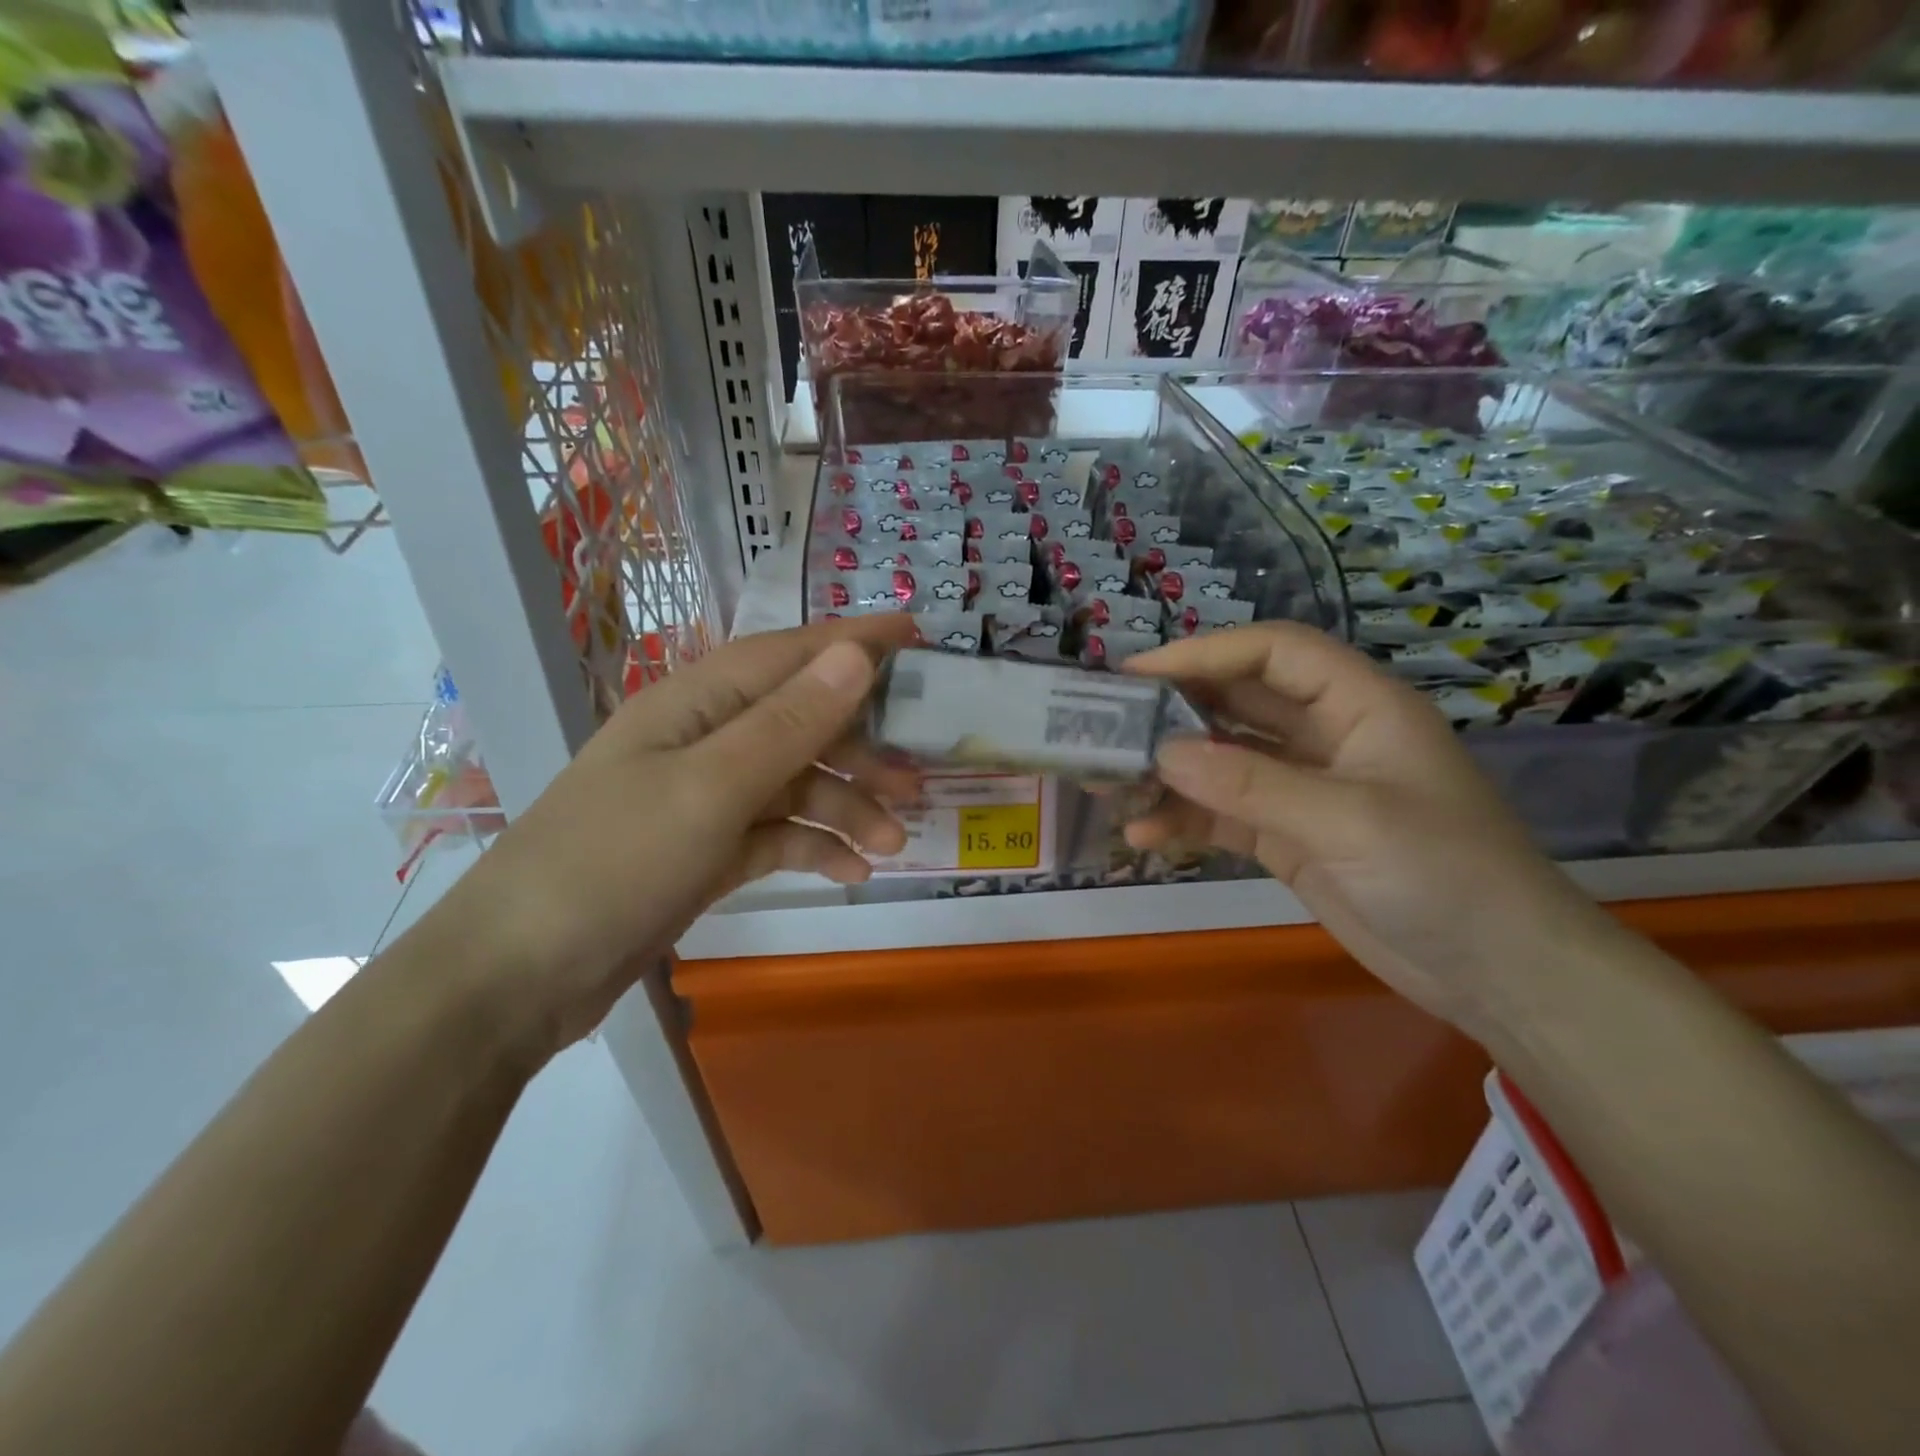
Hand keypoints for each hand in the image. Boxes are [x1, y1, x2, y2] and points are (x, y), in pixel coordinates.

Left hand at [428, 614, 920, 1052]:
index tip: (918, 635)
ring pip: (796, 785)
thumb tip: (856, 654)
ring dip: (847, 808)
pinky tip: (852, 872)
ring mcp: (705, 798)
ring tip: (893, 844)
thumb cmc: (613, 863)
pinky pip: (778, 834)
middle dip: (862, 749)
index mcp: (698, 703)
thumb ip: (789, 723)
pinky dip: (816, 847)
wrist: (519, 976)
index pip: (790, 654)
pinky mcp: (708, 850)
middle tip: (917, 784)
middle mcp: (705, 740)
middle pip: (802, 723)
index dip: (855, 641)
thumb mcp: (710, 788)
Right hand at [1123, 623, 1618, 1032]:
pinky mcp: (1288, 837)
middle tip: (1108, 725)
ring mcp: (1304, 790)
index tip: (1137, 675)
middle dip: (1175, 711)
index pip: (1273, 653)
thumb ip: (1252, 784)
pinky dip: (1184, 819)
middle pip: (1238, 703)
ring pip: (1222, 761)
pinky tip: (1144, 834)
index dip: (1206, 653)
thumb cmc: (1445, 875)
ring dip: (1170, 771)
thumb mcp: (1349, 820)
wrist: (1498, 976)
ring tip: (1112, 783)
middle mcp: (1326, 738)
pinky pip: (1224, 814)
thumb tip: (1161, 753)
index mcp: (1358, 706)